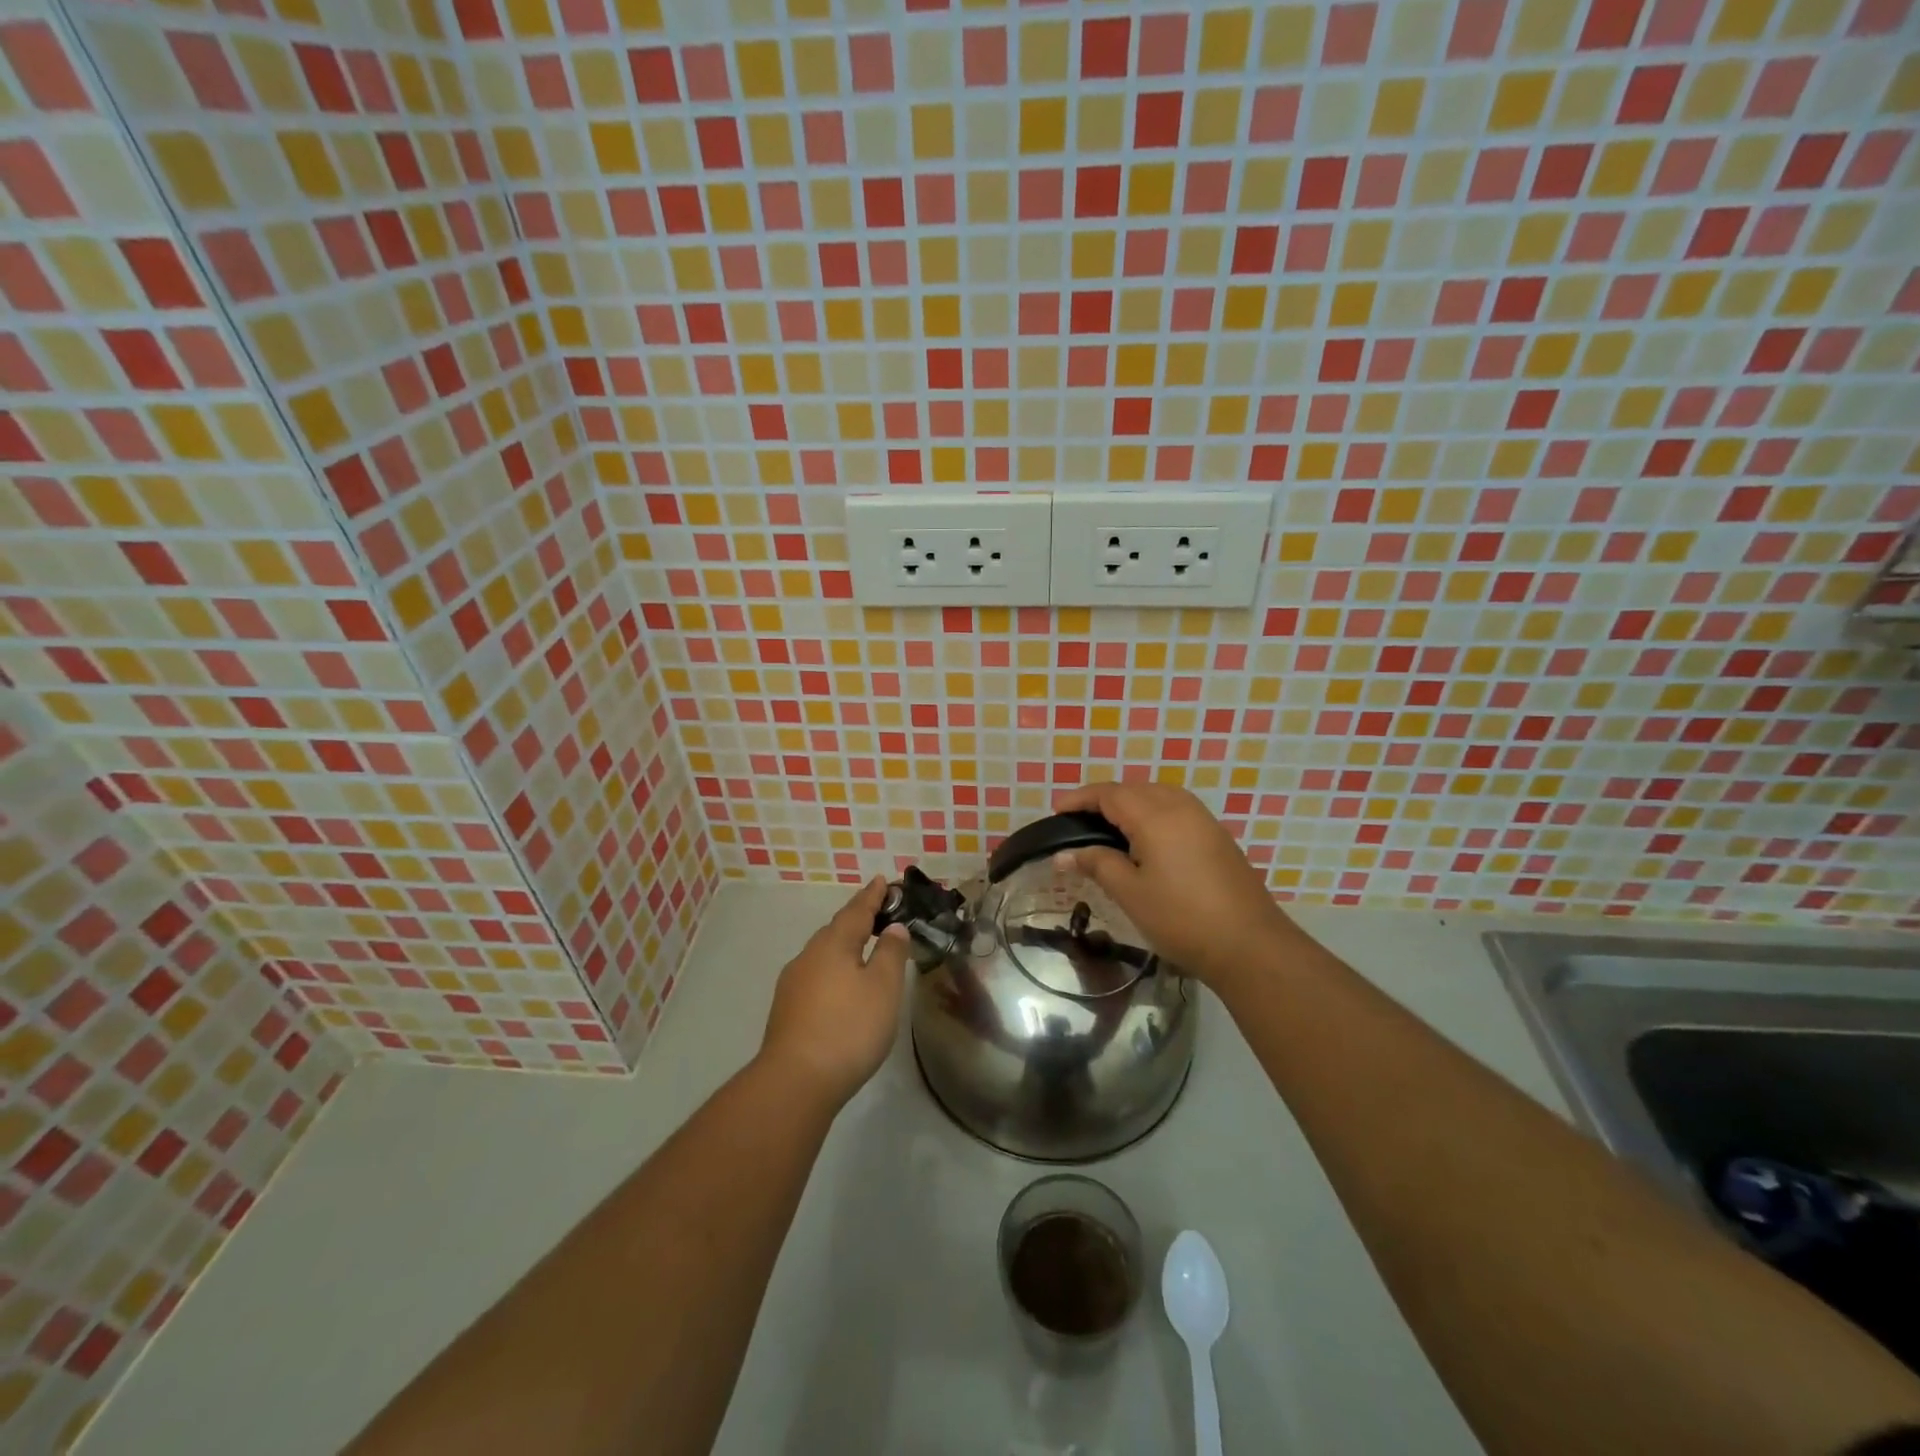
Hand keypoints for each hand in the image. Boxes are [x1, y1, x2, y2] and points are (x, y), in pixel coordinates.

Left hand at [758, 878, 910, 1107]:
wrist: (795, 1081)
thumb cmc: (848, 1028)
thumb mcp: (883, 988)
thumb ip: (891, 953)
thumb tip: (892, 927)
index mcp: (834, 944)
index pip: (857, 910)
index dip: (873, 896)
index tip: (883, 880)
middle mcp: (809, 956)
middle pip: (837, 929)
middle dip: (857, 919)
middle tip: (878, 912)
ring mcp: (793, 983)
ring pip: (824, 954)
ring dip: (844, 946)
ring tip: (863, 948)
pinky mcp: (787, 1010)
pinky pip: (816, 975)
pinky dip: (833, 970)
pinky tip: (841, 986)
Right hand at [1055, 782, 1293, 990]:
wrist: (1250, 945)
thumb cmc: (1181, 918)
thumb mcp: (1130, 893)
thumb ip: (1096, 864)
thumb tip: (1064, 854)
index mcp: (1155, 815)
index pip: (1109, 794)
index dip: (1080, 799)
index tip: (1056, 810)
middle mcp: (1180, 807)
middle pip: (1134, 789)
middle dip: (1103, 799)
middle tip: (1078, 821)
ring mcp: (1203, 819)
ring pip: (1157, 796)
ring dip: (1129, 803)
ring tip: (1108, 827)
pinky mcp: (1217, 836)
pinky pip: (1175, 810)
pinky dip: (1152, 814)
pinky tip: (1145, 840)